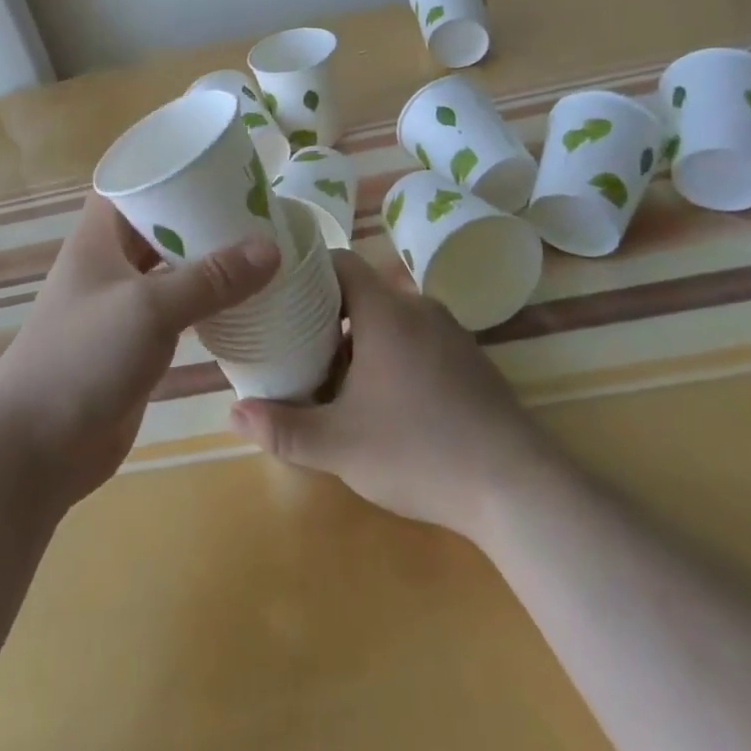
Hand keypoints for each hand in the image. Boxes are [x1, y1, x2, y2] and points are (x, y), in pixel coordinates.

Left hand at [0, 193, 280, 507]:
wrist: (36, 449)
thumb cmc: (83, 358)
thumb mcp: (150, 308)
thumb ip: (211, 279)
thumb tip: (272, 247)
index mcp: (98, 238)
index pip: (133, 183)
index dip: (170, 168)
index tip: (219, 164)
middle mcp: (108, 264)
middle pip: (158, 225)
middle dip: (201, 215)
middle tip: (255, 206)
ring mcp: (120, 305)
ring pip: (170, 268)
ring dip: (207, 260)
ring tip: (259, 247)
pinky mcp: (134, 344)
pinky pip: (176, 310)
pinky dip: (205, 302)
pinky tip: (243, 301)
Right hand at [229, 250, 551, 541]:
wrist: (516, 487)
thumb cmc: (418, 451)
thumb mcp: (339, 446)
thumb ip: (283, 428)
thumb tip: (233, 412)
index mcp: (386, 312)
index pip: (340, 262)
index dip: (307, 271)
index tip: (280, 294)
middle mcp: (419, 309)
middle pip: (363, 293)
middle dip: (328, 316)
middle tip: (297, 347)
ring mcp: (451, 333)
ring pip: (392, 319)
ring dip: (361, 340)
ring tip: (334, 378)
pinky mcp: (471, 361)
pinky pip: (419, 340)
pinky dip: (393, 354)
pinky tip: (386, 401)